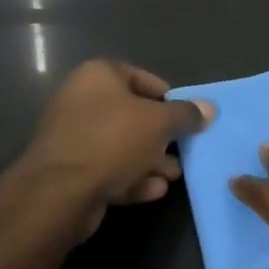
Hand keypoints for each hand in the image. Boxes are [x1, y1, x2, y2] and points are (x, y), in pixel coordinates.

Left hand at [18, 61, 213, 238]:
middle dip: (160, 135)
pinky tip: (154, 190)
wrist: (59, 192)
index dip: (167, 97)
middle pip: (131, 114)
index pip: (141, 78)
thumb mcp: (159, 123)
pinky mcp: (69, 170)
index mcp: (98, 75)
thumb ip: (185, 114)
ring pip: (120, 144)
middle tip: (183, 150)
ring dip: (149, 160)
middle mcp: (81, 99)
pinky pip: (107, 168)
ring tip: (174, 175)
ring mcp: (72, 136)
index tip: (185, 117)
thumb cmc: (113, 140)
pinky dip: (131, 177)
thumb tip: (209, 108)